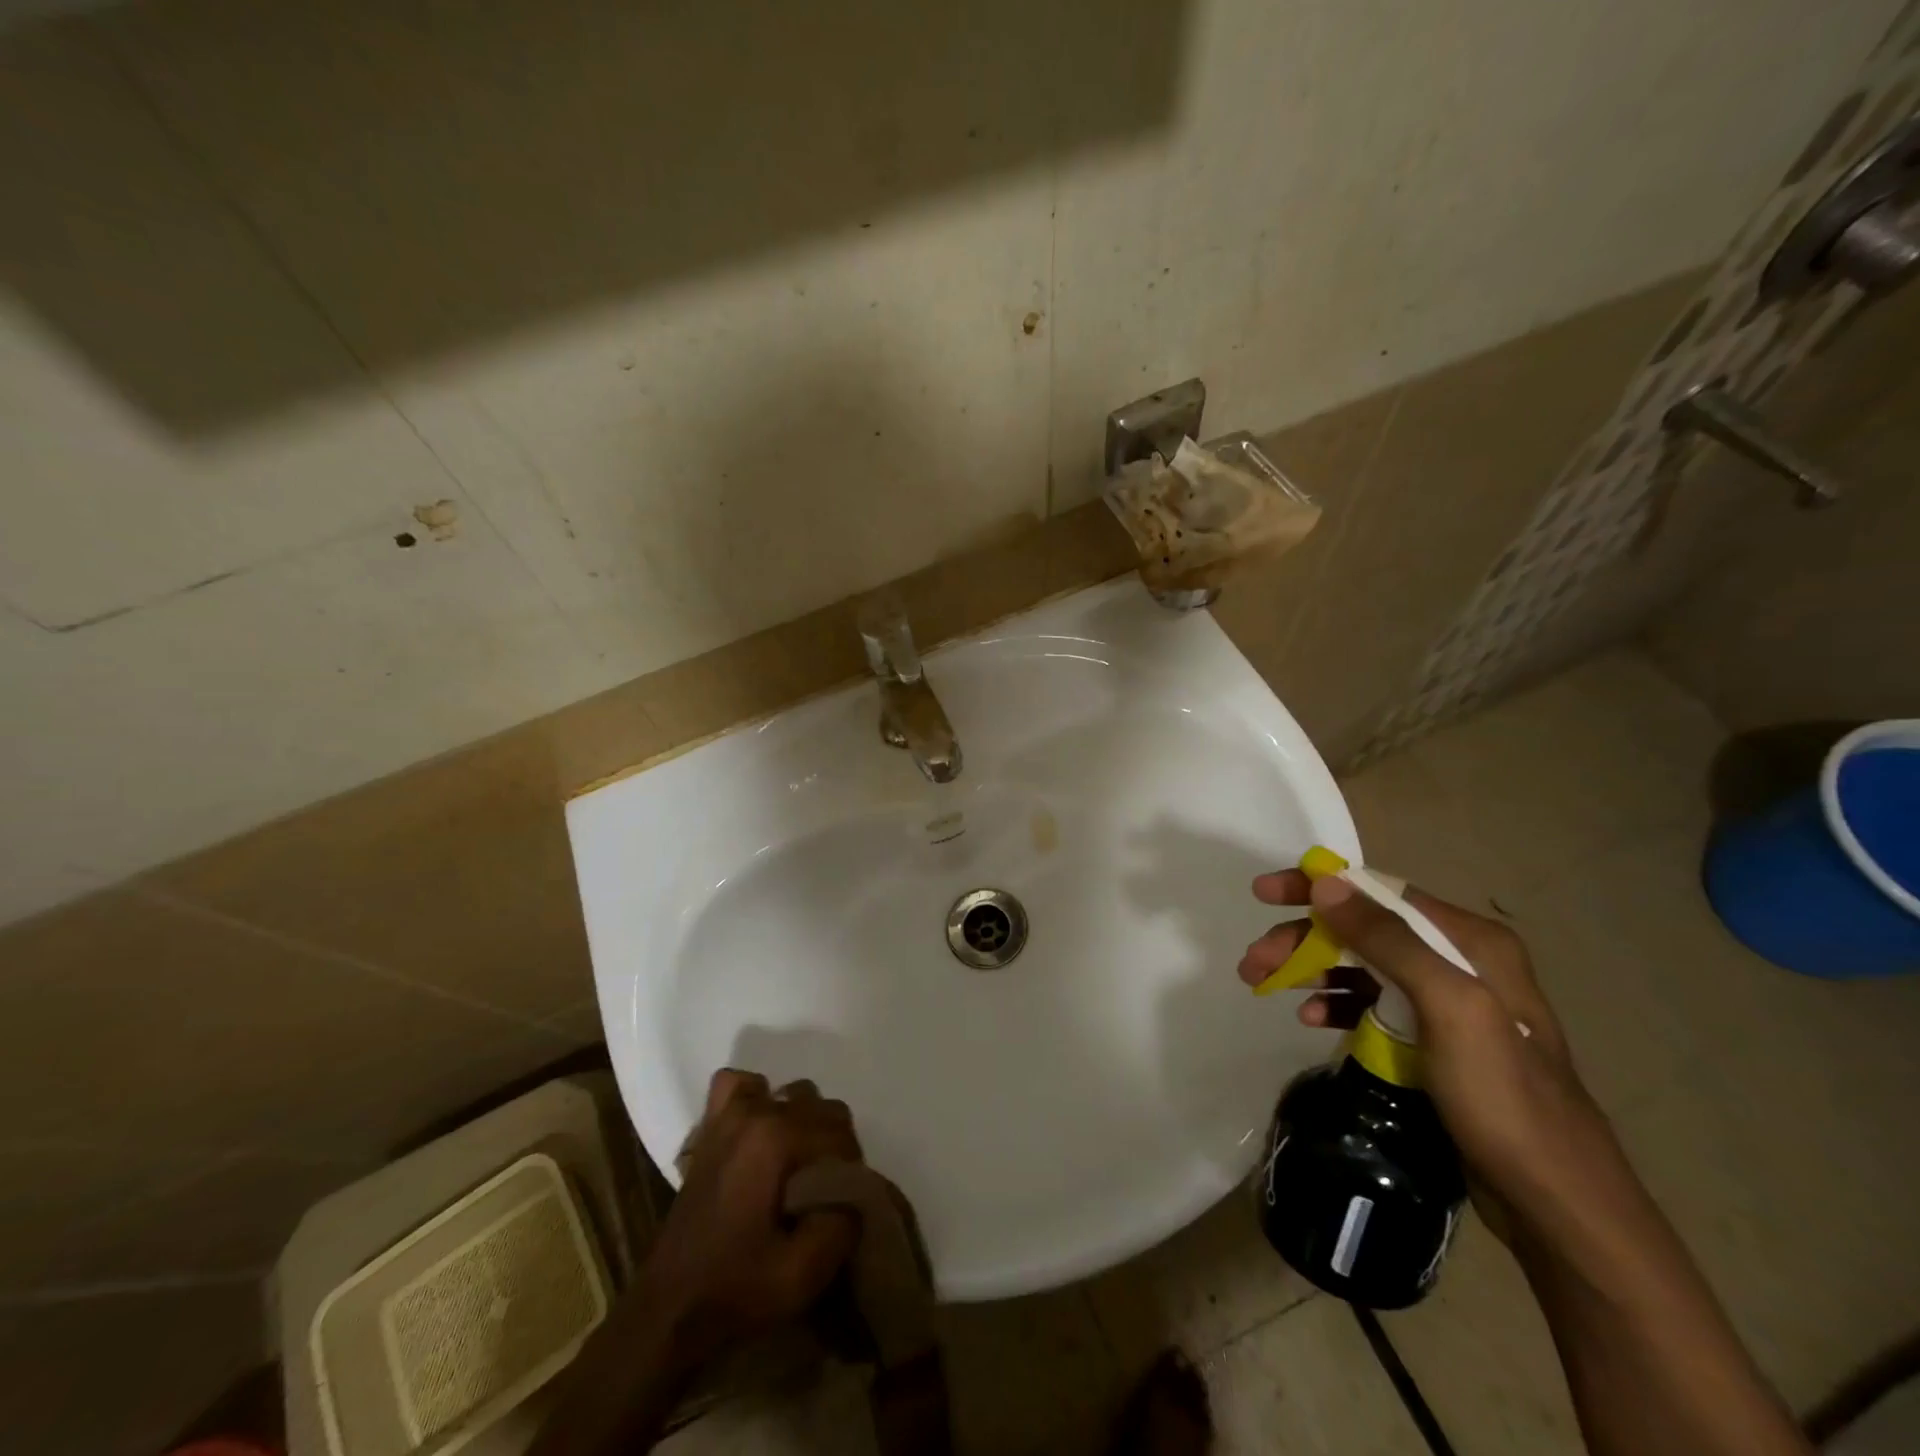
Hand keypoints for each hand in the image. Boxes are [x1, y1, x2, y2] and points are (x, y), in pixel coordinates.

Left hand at [642, 1069, 860, 1361]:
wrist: (667, 1311)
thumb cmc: (735, 1291)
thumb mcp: (803, 1274)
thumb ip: (844, 1224)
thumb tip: (858, 1192)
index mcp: (777, 1139)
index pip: (841, 1135)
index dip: (850, 1171)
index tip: (843, 1206)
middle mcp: (756, 1113)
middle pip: (822, 1109)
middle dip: (833, 1147)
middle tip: (825, 1194)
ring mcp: (728, 1115)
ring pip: (791, 1094)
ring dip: (804, 1124)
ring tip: (798, 1169)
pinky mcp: (710, 1127)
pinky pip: (739, 1087)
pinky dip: (756, 1099)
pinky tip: (760, 1133)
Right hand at [1239, 871, 1615, 1237]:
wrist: (1557, 1204)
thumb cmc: (1504, 1097)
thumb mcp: (1449, 1007)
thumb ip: (1389, 940)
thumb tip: (1327, 883)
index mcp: (1470, 941)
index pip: (1379, 892)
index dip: (1319, 887)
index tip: (1265, 894)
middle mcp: (1459, 961)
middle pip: (1362, 930)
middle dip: (1303, 938)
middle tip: (1253, 961)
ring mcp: (1446, 1004)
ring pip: (1361, 966)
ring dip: (1310, 970)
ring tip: (1263, 986)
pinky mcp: (1433, 1042)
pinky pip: (1372, 1006)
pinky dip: (1336, 1004)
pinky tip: (1310, 1019)